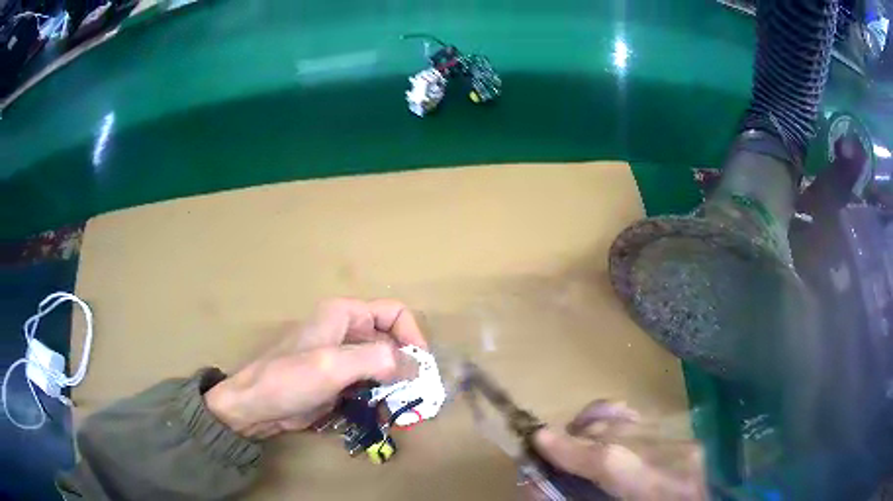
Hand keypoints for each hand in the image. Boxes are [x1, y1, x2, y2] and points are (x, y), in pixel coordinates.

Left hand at [205, 298, 426, 439]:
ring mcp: (343, 360)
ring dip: (397, 387)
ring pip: (384, 367)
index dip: (413, 336)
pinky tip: (384, 416)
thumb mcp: (333, 366)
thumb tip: (415, 365)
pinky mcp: (340, 383)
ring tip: (403, 410)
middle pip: (392, 343)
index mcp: (345, 316)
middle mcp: (347, 333)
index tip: (421, 368)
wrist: (256, 407)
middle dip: (407, 368)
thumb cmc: (289, 379)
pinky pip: (371, 386)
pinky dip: (382, 399)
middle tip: (418, 397)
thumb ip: (376, 359)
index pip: (394, 313)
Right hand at [530, 401, 706, 499]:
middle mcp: (676, 459)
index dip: (573, 449)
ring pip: (627, 424)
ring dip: (595, 433)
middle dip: (576, 440)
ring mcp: (684, 443)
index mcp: (656, 490)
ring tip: (576, 448)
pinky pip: (642, 420)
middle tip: (550, 451)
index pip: (612, 461)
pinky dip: (617, 423)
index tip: (538, 438)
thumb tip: (532, 479)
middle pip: (616, 436)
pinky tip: (602, 432)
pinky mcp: (685, 436)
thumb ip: (568, 498)